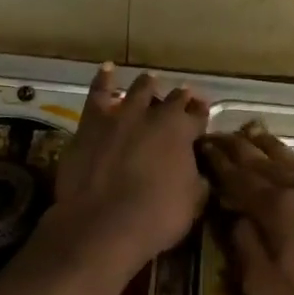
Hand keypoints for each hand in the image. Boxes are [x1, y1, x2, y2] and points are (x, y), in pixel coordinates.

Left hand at [50, 64, 209, 273]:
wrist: (102, 224)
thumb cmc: (156, 218)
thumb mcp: (191, 202)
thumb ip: (196, 180)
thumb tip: (199, 174)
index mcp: (182, 132)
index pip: (197, 116)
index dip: (201, 115)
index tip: (202, 113)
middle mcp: (154, 116)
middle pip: (171, 100)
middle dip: (178, 99)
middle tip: (181, 97)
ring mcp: (120, 116)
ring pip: (137, 90)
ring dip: (146, 86)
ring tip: (150, 81)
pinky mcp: (90, 124)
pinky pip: (98, 93)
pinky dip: (104, 80)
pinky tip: (107, 69)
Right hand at [198, 125, 293, 294]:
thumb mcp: (266, 289)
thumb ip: (245, 247)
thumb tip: (235, 218)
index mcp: (278, 209)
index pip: (240, 178)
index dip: (219, 162)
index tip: (203, 146)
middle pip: (265, 162)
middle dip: (239, 147)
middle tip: (219, 134)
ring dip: (270, 147)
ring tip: (253, 134)